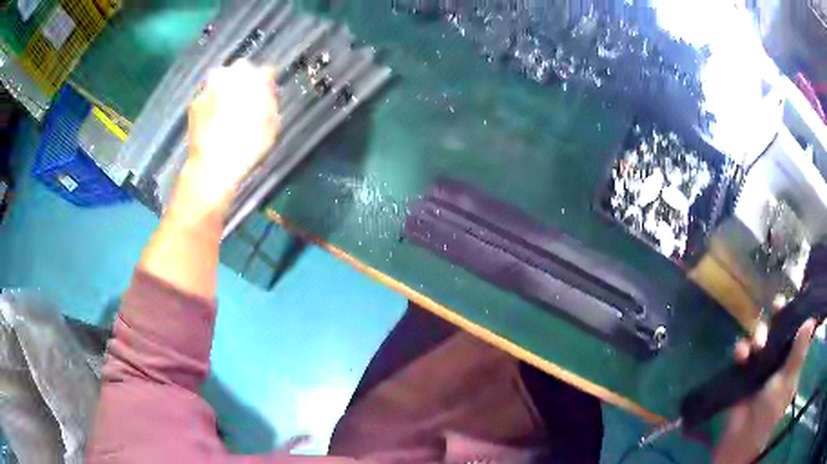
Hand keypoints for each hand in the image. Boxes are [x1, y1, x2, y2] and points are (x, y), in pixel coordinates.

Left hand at [180, 60, 279, 210]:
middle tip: (247, 100)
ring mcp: (209, 88)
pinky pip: (207, 97)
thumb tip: (267, 94)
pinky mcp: (194, 103)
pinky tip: (214, 121)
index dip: (268, 84)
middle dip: (245, 80)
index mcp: (254, 78)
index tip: (269, 95)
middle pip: (241, 70)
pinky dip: (211, 104)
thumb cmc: (249, 147)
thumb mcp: (272, 125)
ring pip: (221, 80)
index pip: (266, 72)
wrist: (213, 167)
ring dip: (226, 90)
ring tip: (228, 111)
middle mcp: (230, 75)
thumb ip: (271, 102)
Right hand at [712, 296, 816, 463]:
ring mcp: (760, 368)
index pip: (796, 333)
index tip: (796, 297)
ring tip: (755, 345)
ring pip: (761, 339)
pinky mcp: (743, 375)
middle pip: (779, 331)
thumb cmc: (768, 412)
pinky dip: (741, 351)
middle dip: (778, 318)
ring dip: (758, 336)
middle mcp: (777, 361)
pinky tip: (740, 355)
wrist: (740, 439)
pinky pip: (742, 354)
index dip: (796, 316)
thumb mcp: (786, 383)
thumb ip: (798, 353)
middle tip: (777, 304)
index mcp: (790, 363)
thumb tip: (811, 319)